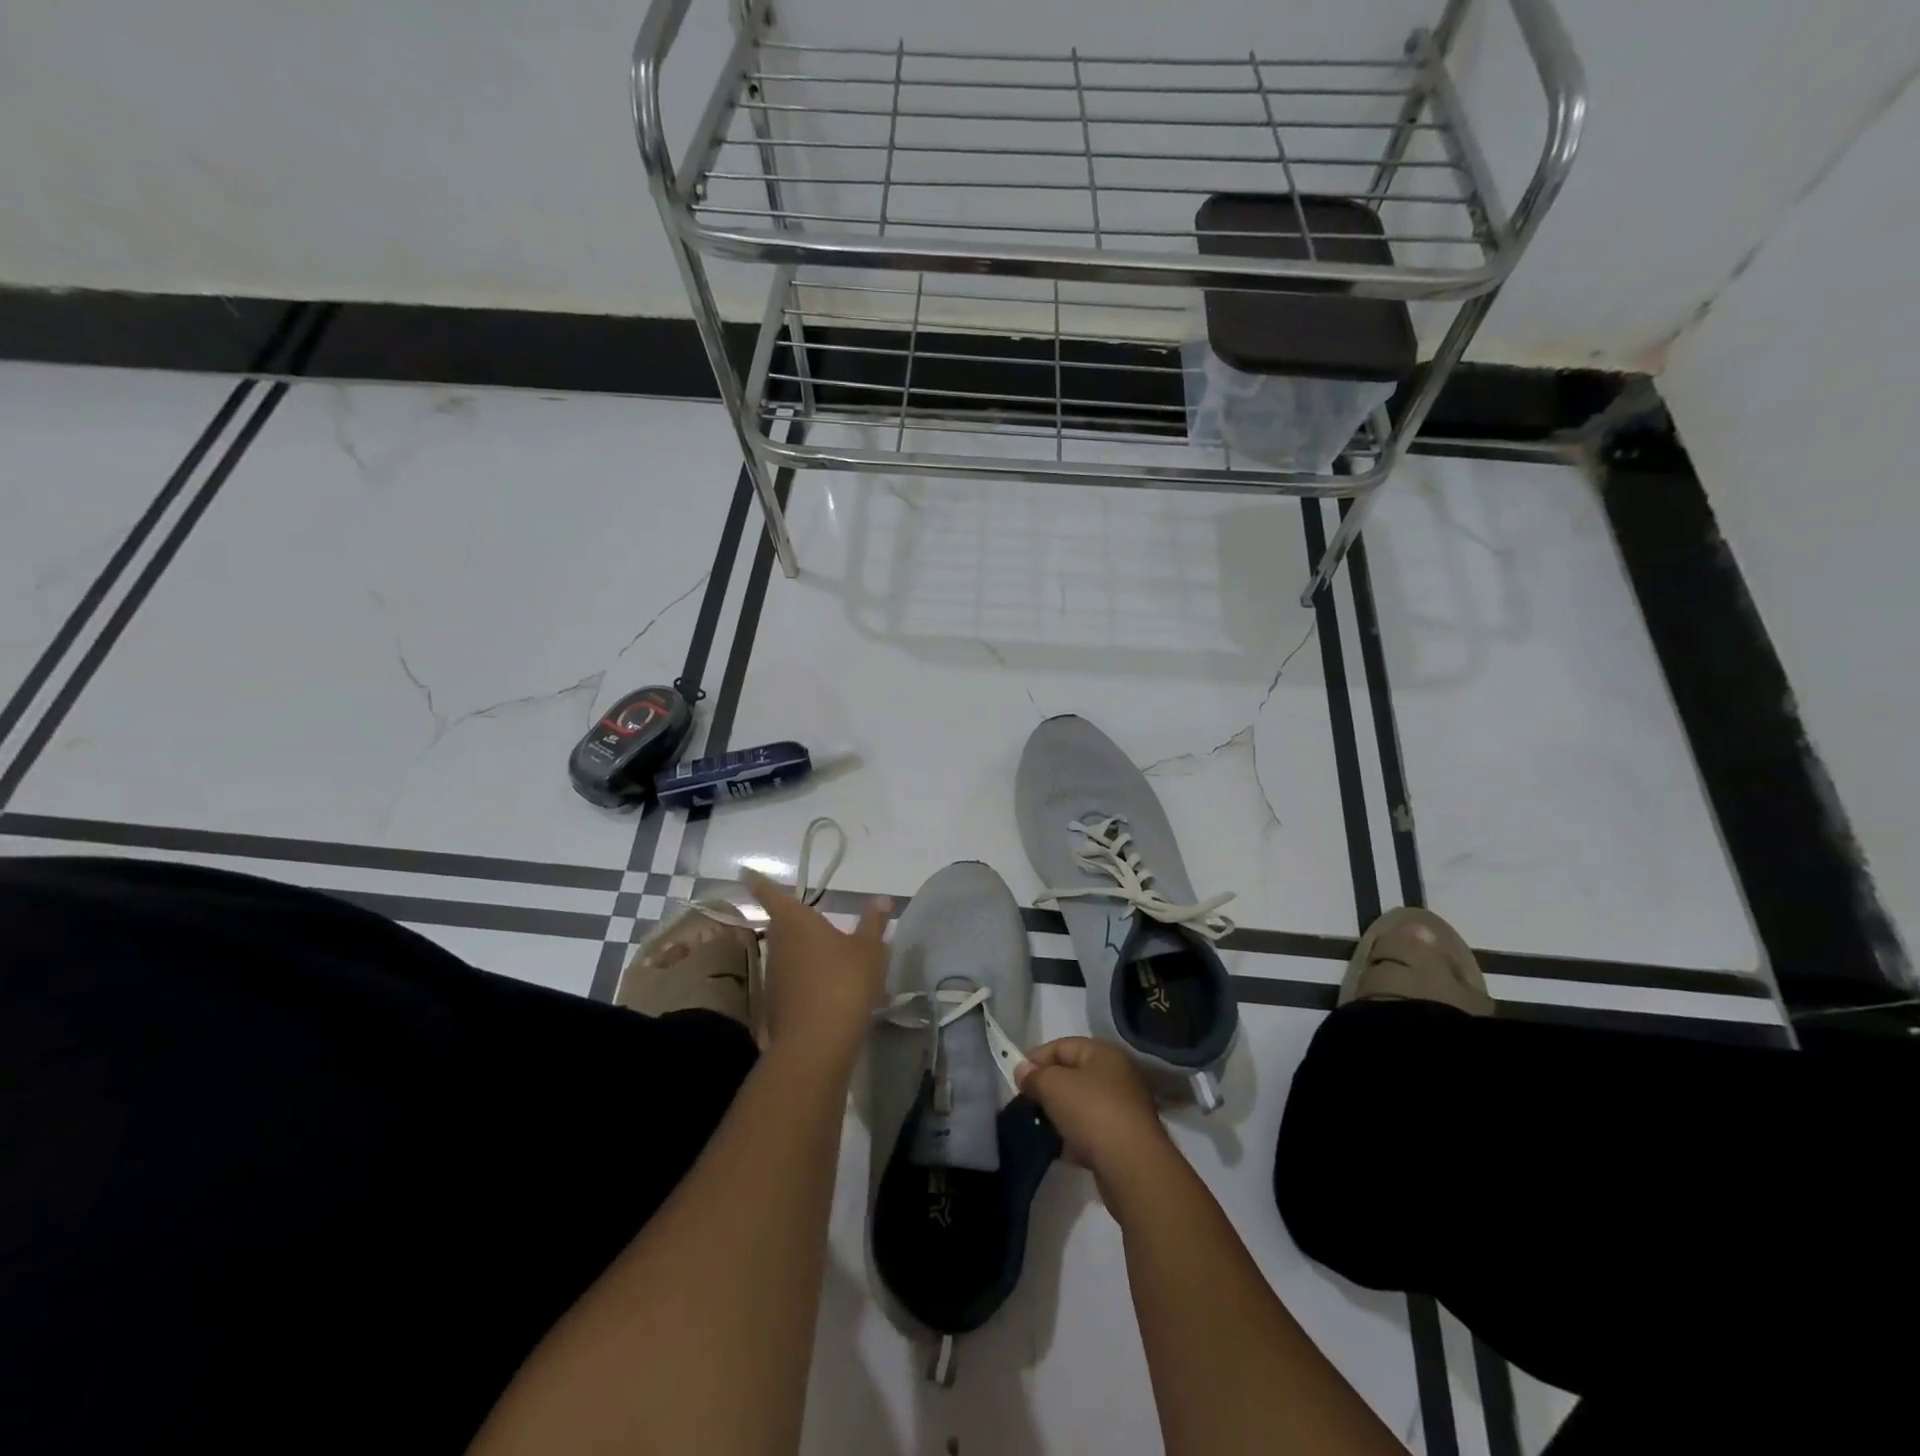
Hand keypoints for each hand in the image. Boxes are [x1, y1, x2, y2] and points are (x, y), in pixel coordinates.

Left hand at [744, 871, 889, 1069]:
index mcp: (796, 921)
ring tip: (831, 955)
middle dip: (796, 921)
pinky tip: (829, 988)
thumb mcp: (869, 949)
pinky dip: (807, 978)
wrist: (817, 1042)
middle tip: (815, 918)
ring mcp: (774, 975)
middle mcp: (778, 943)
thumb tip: (881, 900)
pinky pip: (793, 980)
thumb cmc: (844, 981)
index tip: (746, 872)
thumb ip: (873, 923)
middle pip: (782, 925)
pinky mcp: (777, 1003)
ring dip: (804, 952)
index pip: (771, 894)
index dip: (759, 882)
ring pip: (788, 954)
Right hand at [1016, 1037, 1172, 1191]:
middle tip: (1025, 1103)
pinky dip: (1073, 1137)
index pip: (1062, 1046)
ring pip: (1080, 1105)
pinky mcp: (1123, 1140)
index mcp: (1104, 1053)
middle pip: (1072, 1075)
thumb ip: (1035, 1075)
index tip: (1016, 1079)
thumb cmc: (1092, 1113)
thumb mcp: (1054, 1086)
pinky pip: (1090, 1131)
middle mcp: (1117, 1075)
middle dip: (1047, 1088)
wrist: (1133, 1168)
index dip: (1036, 1059)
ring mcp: (1123, 1109)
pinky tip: (1058, 1149)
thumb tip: (1023, 1071)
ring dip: (1059, 1115)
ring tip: (1038, 1127)